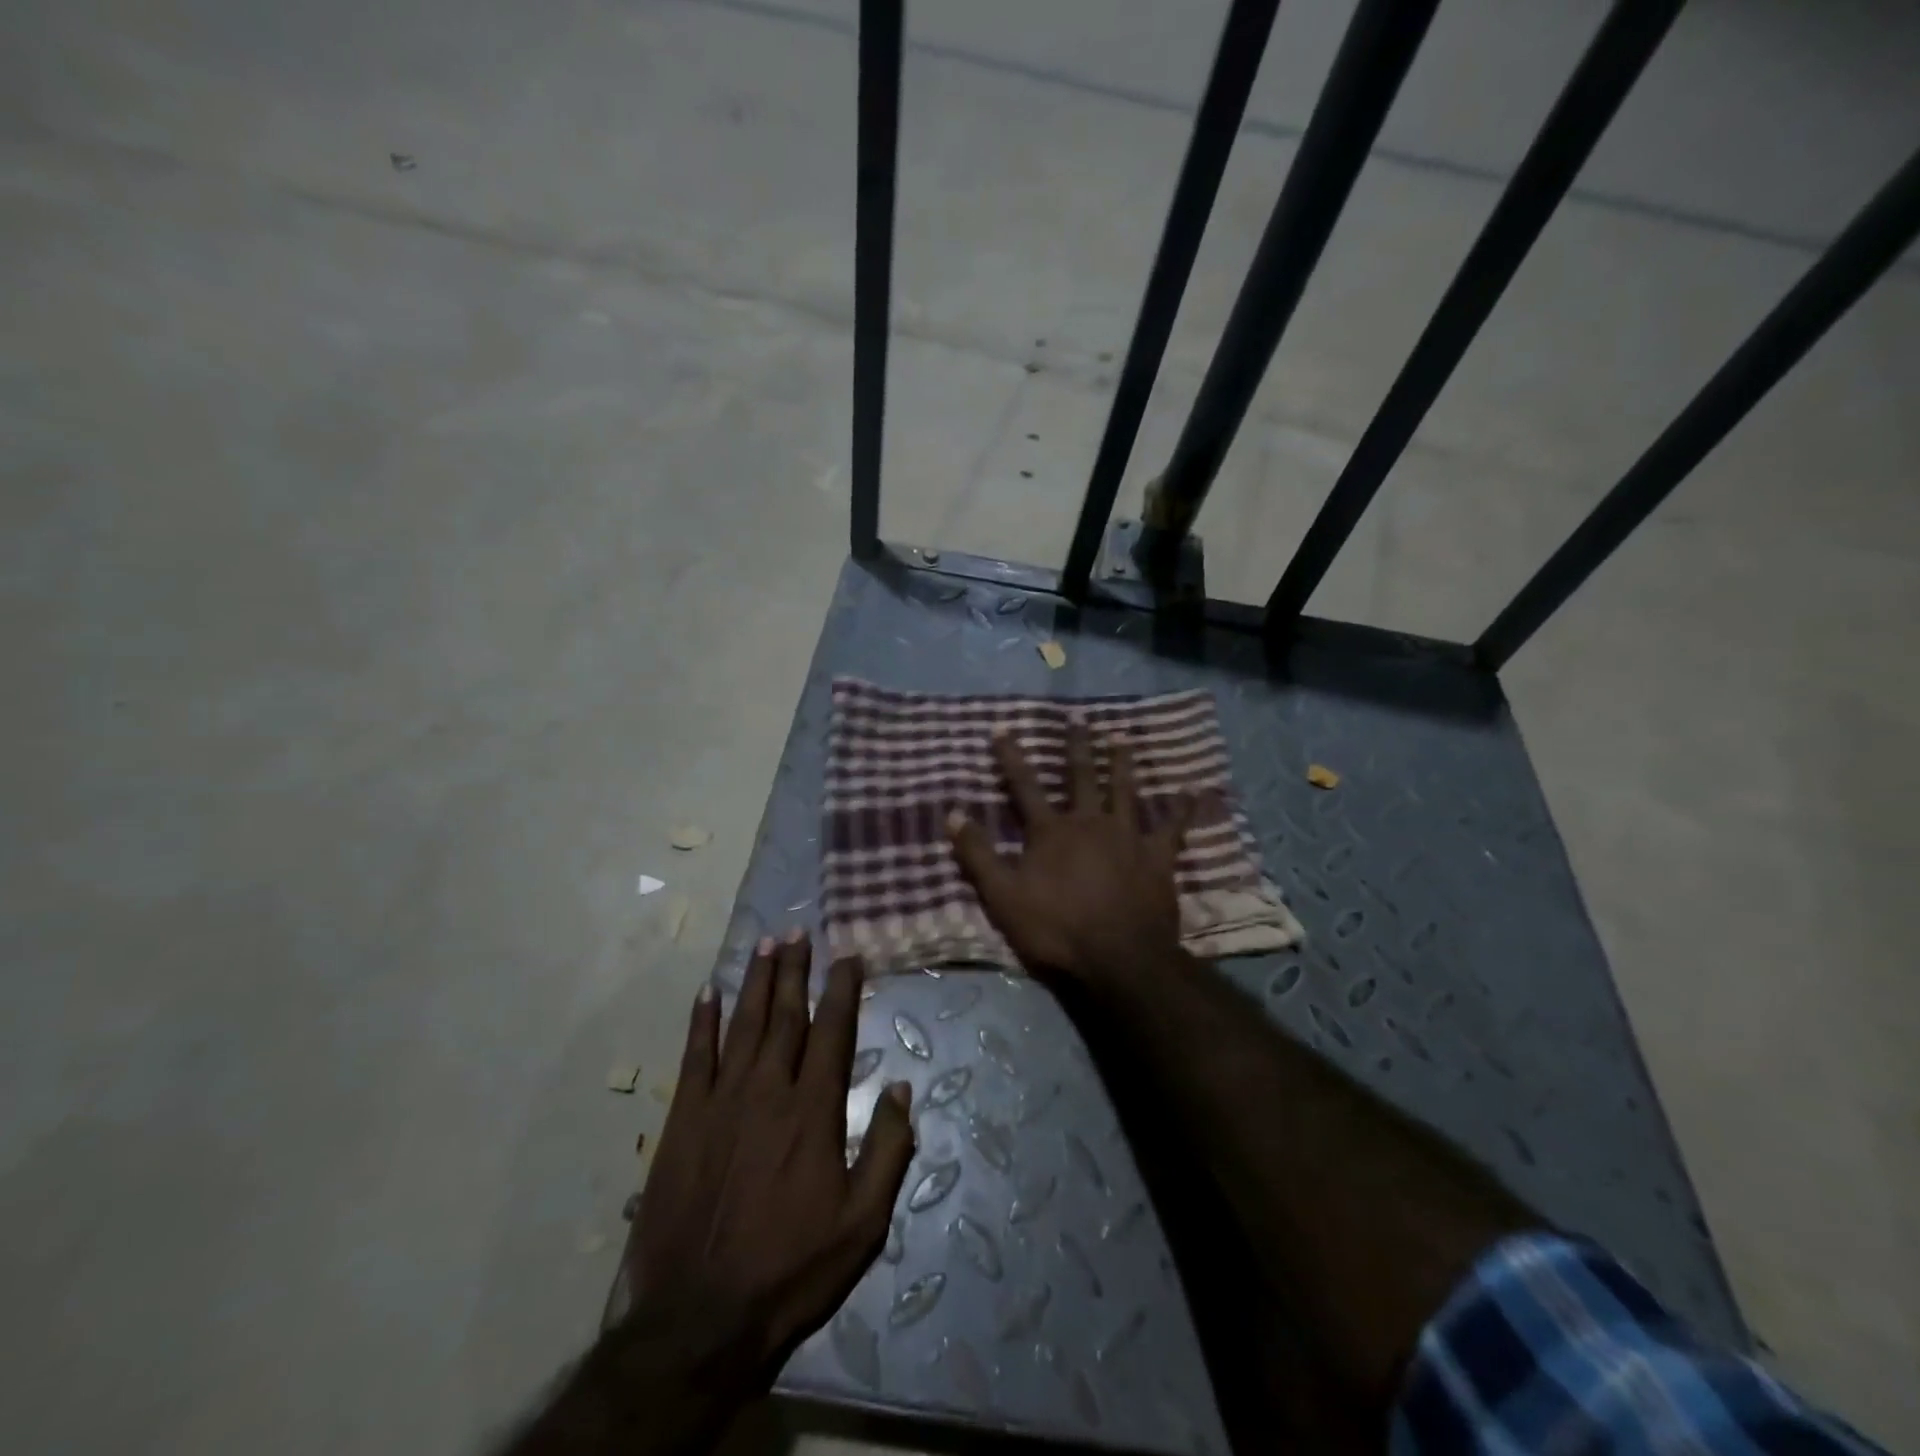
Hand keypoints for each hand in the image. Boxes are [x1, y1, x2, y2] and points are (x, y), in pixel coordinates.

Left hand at [615, 932, 915, 1383]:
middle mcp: (768, 1090)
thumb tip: (903, 1088)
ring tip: (764, 944)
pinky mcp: (684, 1119)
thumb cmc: (792, 1267)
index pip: (833, 1031)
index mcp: (814, 1110)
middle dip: (794, 969)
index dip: (842, 989)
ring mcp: (721, 1100)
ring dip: (755, 980)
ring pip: (743, 1024)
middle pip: (785, 1014)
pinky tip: (707, 993)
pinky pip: (694, 1056)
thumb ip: (888, 1149)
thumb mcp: (863, 1222)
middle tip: (799, 930)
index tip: (848, 955)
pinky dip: (701, 1021)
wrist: (700, 1316)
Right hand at [946, 720, 1191, 985]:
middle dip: (1077, 746)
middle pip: (1081, 777)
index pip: (1025, 786)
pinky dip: (1182, 809)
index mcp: (1051, 832)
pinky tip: (1193, 792)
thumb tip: (952, 813)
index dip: (1012, 758)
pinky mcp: (1157, 857)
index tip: (1003, 729)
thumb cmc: (1056, 929)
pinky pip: (1172, 827)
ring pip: (1124, 790)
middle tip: (1078, 718)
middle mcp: (1089, 822)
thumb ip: (978, 855)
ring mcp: (1127, 836)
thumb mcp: (1003, 896)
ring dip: (1121, 763)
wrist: (1118, 958)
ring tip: (1122, 738)